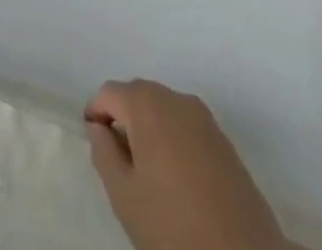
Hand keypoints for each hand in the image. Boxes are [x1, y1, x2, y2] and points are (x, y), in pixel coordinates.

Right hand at [85, 80, 289, 249]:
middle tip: (119, 164)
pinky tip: (177, 182)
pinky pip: (186, 128)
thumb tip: (100, 128)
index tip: (95, 146)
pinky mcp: (226, 143)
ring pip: (163, 112)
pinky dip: (173, 142)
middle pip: (137, 97)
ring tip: (148, 176)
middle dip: (124, 121)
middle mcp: (176, 99)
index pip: (109, 93)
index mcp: (147, 103)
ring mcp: (205, 119)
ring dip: (149, 131)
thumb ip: (103, 152)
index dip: (96, 115)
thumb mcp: (124, 196)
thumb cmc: (175, 229)